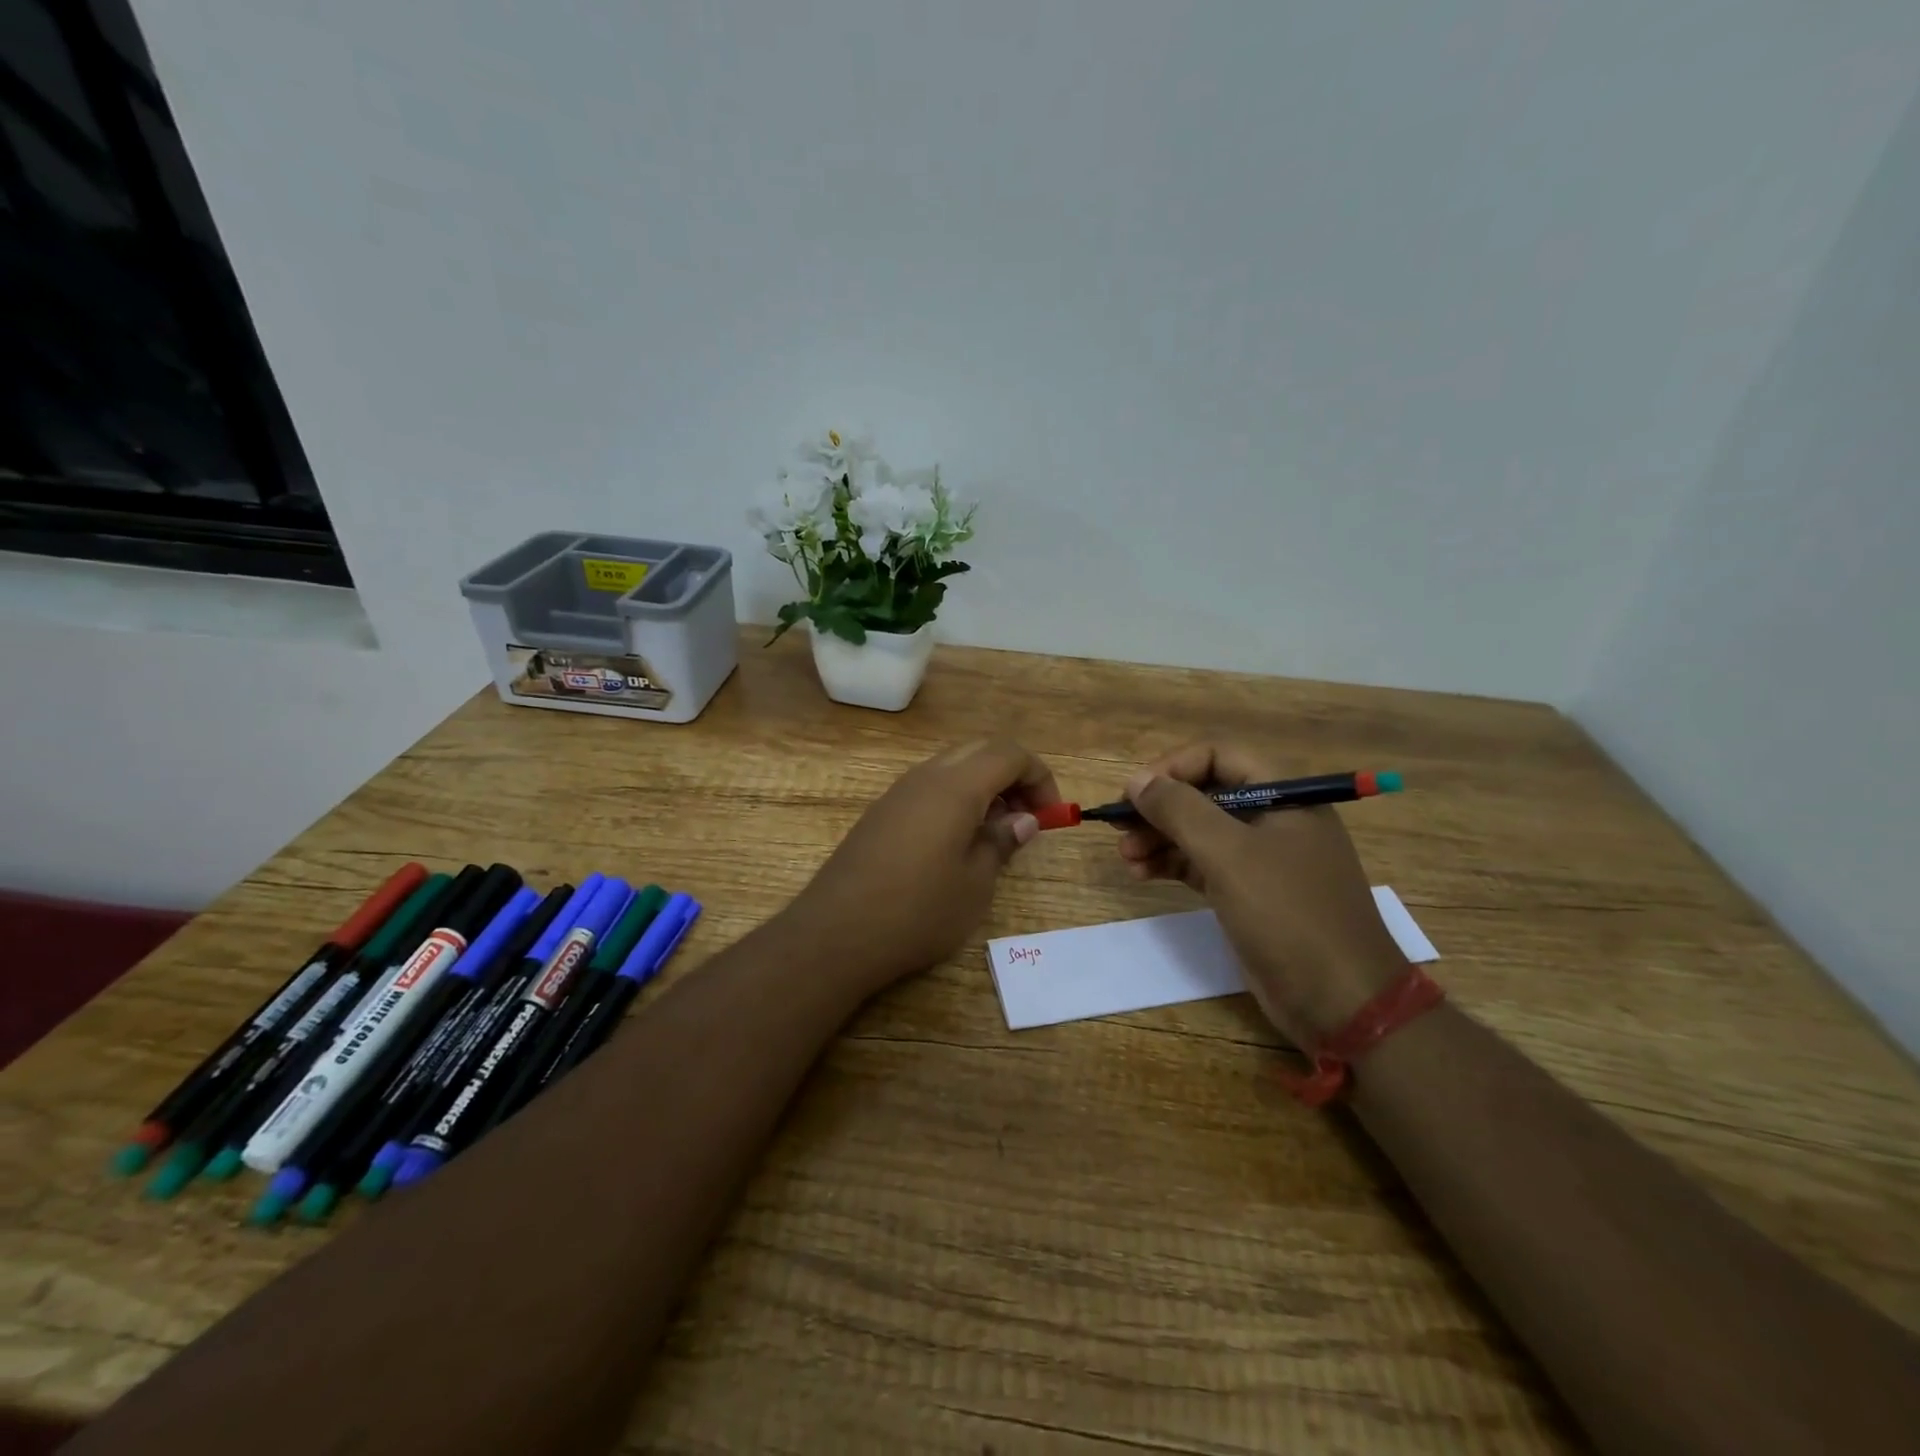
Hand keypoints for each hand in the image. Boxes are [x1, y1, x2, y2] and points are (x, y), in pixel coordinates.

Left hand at [784, 738, 1061, 994]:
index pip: (1009, 754)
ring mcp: (898, 792)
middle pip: (980, 752)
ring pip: (952, 767)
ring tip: (995, 832)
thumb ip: (1001, 842)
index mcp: (955, 786)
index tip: (1051, 815)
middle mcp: (925, 777)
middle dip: (1013, 776)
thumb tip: (1022, 820)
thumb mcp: (975, 884)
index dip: (1039, 777)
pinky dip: (955, 798)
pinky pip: (929, 787)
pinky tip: (957, 841)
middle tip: (1027, 817)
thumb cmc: (918, 911)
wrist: (836, 933)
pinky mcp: (881, 813)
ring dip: (983, 787)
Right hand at [1116, 740, 1404, 1045]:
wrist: (1341, 1002)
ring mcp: (1263, 858)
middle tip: (1119, 828)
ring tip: (1125, 857)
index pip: (1218, 756)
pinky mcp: (1250, 893)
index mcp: (1283, 795)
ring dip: (1159, 838)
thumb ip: (1180, 810)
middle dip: (1159, 808)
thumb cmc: (1288, 915)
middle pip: (1205, 794)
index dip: (1172, 768)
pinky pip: (1203, 864)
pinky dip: (1172, 864)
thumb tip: (1137, 781)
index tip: (1134, 793)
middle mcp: (1274, 818)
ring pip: (1200, 831)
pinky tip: (1142, 873)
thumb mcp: (1229, 855)